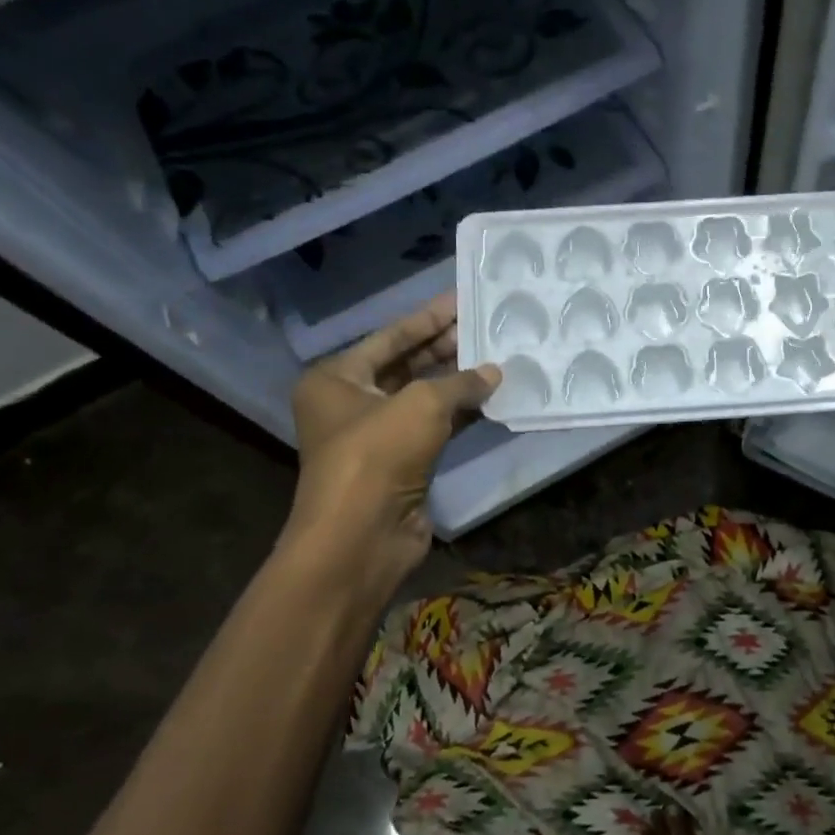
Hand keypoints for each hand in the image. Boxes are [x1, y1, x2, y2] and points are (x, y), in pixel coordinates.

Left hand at [281, 293, 499, 605]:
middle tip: (486, 326)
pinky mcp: (403, 464)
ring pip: (423, 398)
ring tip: (497, 357)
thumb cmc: (378, 453)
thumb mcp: (421, 403)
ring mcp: (378, 436)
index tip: (461, 300)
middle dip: (445, 347)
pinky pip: (436, 428)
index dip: (427, 318)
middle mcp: (352, 403)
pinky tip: (493, 398)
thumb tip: (494, 371)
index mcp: (337, 378)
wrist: (363, 534)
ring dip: (458, 381)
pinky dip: (462, 414)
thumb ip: (461, 381)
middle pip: (406, 365)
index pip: (389, 337)